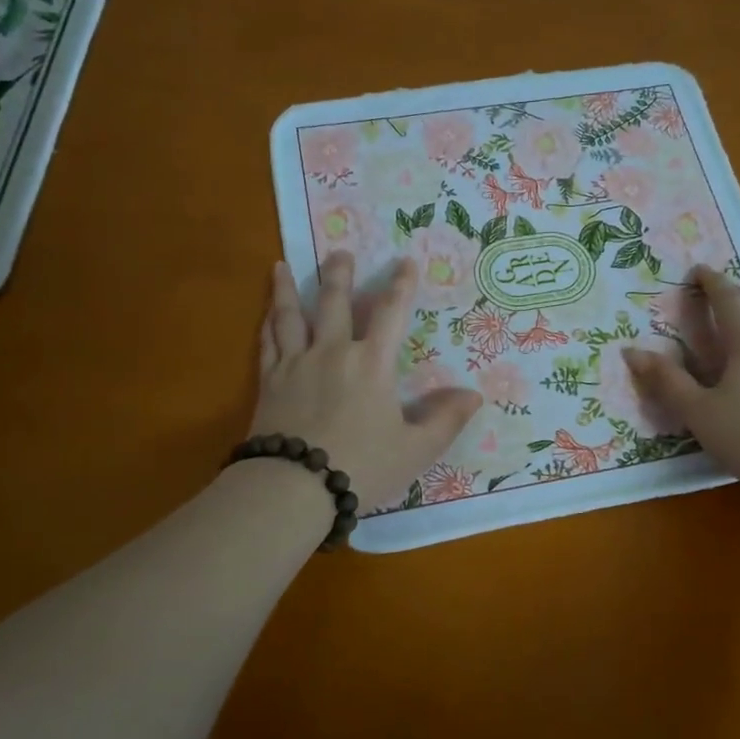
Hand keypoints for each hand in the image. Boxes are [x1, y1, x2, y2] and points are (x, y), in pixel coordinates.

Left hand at [250, 251, 482, 510]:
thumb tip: (473, 395)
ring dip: (290, 289)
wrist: (294, 487)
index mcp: (371, 363)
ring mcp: (296, 364)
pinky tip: (266, 315)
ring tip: (282, 266)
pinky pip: (267, 343)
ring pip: (291, 315)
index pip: (390, 313)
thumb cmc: (362, 466)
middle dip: (339, 274)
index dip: (401, 286)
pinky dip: (267, 325)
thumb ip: (445, 420)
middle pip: (334, 302)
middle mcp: (332, 352)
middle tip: (338, 251)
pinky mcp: (269, 382)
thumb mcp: (415, 449)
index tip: (406, 261)